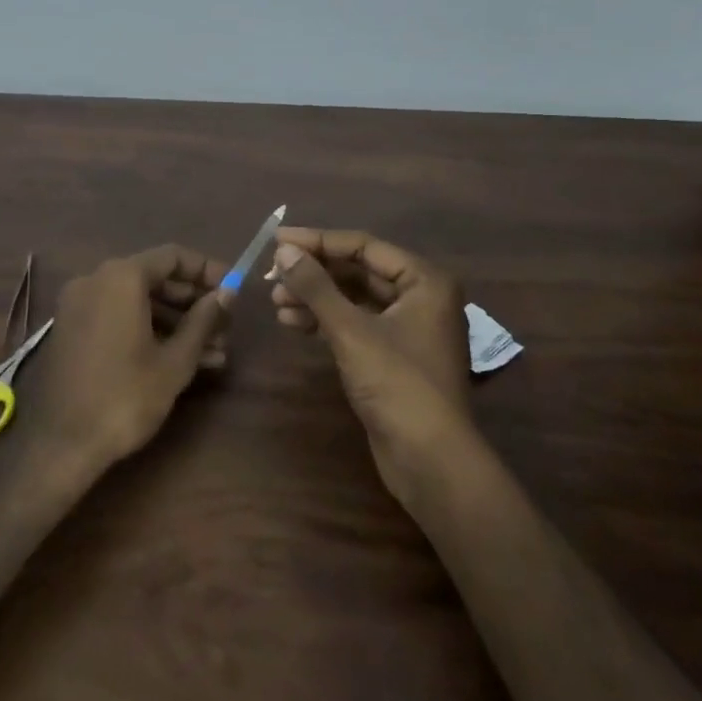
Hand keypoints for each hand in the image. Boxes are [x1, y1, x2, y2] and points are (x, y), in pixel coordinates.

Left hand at [26, 244, 229, 477]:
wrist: (62, 444)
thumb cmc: (125, 396)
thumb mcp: (175, 360)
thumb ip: (203, 320)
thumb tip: (227, 294)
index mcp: (120, 277)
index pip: (172, 257)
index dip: (207, 270)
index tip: (233, 289)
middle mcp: (95, 280)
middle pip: (154, 278)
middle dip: (193, 302)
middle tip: (225, 326)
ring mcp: (79, 306)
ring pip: (137, 302)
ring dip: (175, 322)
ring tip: (214, 352)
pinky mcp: (72, 331)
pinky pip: (118, 317)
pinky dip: (148, 330)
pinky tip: (180, 359)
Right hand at [269, 228, 473, 499]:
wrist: (430, 460)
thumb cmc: (397, 384)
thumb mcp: (351, 331)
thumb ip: (316, 287)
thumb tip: (284, 251)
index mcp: (424, 281)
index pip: (363, 247)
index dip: (318, 241)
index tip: (276, 240)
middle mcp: (421, 297)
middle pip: (358, 272)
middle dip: (315, 273)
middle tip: (272, 275)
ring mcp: (408, 328)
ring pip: (354, 300)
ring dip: (315, 298)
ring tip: (275, 301)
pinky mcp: (393, 356)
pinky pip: (355, 324)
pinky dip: (326, 321)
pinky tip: (293, 322)